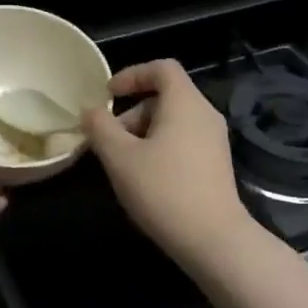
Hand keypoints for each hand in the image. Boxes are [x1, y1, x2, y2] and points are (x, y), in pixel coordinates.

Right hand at [82, 60, 255, 264]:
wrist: (214, 239)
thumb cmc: (164, 190)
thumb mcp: (120, 157)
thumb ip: (100, 127)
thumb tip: (90, 110)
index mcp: (185, 103)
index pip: (162, 68)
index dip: (132, 74)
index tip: (108, 95)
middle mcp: (205, 114)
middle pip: (165, 96)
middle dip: (131, 113)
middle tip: (108, 141)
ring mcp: (214, 140)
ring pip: (173, 121)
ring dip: (143, 133)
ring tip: (122, 164)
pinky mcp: (216, 164)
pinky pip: (184, 141)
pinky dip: (160, 147)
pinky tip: (145, 178)